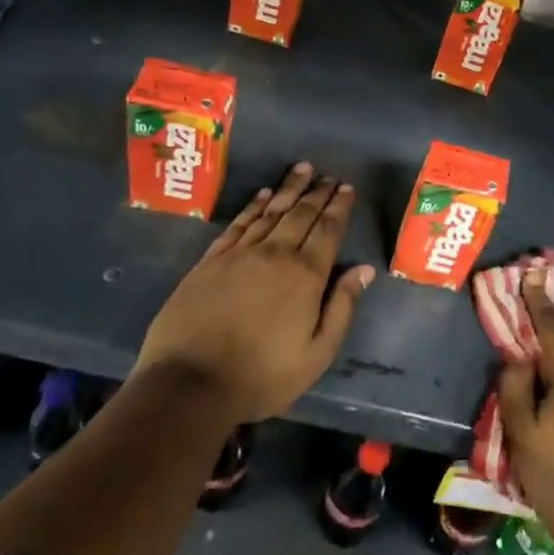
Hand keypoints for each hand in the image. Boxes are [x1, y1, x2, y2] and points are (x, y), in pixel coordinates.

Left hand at [135, 161, 372, 422]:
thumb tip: (364, 270)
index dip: (339, 206)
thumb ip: (342, 308)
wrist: (189, 384)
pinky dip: (254, 206)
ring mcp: (239, 255)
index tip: (346, 187)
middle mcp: (275, 254)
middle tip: (328, 175)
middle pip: (301, 214)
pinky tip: (262, 195)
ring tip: (302, 170)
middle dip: (317, 192)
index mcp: (305, 275)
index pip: (328, 230)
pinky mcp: (210, 261)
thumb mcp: (317, 354)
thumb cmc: (262, 375)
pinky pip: (238, 224)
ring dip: (289, 189)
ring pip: (270, 212)